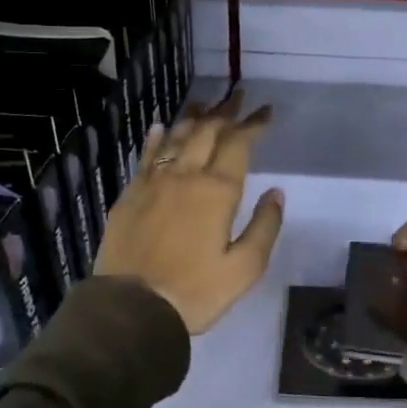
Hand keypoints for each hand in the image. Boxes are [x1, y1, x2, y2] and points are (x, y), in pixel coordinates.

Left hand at [94, 94, 284, 335]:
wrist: (130, 309)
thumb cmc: (195, 292)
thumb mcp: (244, 269)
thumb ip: (264, 226)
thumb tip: (276, 192)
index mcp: (217, 191)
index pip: (239, 144)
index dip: (254, 124)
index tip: (266, 111)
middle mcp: (185, 176)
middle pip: (207, 132)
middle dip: (226, 112)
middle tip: (238, 98)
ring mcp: (153, 182)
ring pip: (176, 137)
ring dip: (194, 118)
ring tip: (206, 104)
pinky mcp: (130, 194)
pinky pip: (147, 155)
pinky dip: (157, 137)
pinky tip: (161, 127)